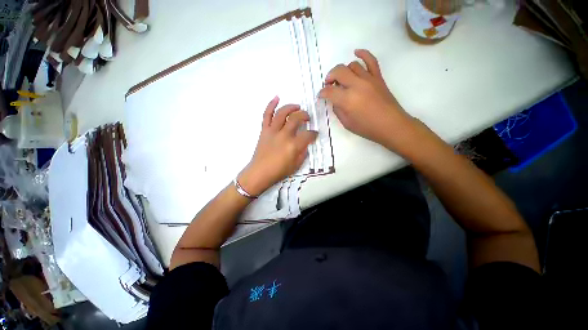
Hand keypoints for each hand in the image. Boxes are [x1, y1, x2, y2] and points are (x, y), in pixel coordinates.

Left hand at [238, 97, 317, 195]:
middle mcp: (284, 135)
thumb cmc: (278, 171)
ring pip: (282, 113)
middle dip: (304, 116)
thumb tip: (305, 144)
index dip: (314, 134)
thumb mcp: (296, 165)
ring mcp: (272, 131)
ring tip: (297, 107)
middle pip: (296, 119)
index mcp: (293, 145)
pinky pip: (266, 115)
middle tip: (307, 118)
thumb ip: (303, 153)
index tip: (314, 134)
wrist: (260, 172)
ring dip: (291, 107)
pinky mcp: (264, 130)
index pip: (308, 135)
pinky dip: (271, 105)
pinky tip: (277, 98)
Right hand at [319, 49, 415, 150]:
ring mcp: (368, 79)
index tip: (321, 96)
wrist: (391, 125)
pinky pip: (371, 60)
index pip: (329, 91)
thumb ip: (338, 110)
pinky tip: (356, 52)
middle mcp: (356, 85)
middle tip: (328, 85)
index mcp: (347, 100)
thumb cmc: (367, 128)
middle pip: (338, 71)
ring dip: (343, 71)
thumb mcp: (347, 123)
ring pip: (351, 65)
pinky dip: (363, 54)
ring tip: (342, 79)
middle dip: (329, 77)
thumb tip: (335, 100)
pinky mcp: (378, 77)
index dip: (322, 93)